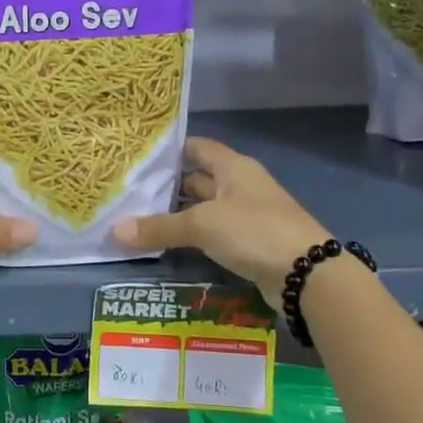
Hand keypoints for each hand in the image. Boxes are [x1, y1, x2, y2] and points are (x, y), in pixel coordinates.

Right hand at [113, 137, 329, 306]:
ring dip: (177, 215)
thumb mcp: (202, 225)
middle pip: (198, 179)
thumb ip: (159, 227)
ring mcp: (246, 215)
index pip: (197, 148)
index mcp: (233, 168)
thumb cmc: (254, 231)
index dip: (170, 150)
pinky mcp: (248, 244)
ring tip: (138, 219)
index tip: (138, 157)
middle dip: (167, 186)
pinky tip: (166, 245)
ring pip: (203, 209)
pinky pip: (212, 234)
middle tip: (129, 193)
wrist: (308, 274)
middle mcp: (240, 186)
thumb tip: (114, 230)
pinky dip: (191, 237)